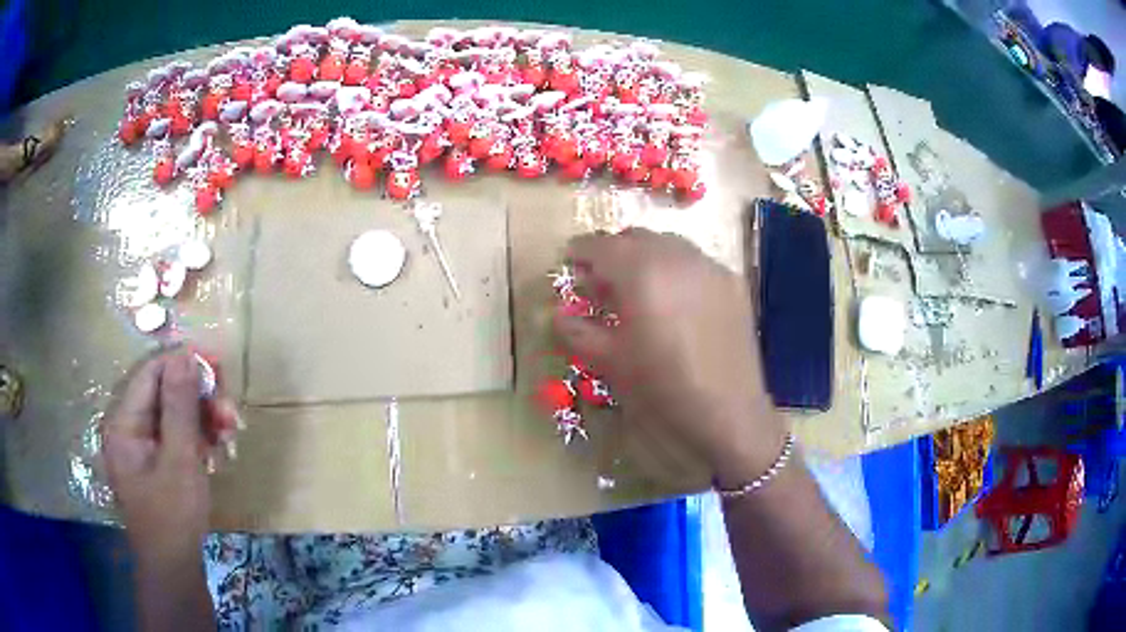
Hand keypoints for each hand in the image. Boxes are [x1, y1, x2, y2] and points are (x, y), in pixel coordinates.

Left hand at [102, 351, 211, 561]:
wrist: (175, 569)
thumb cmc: (173, 518)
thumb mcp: (180, 462)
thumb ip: (180, 407)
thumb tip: (186, 355)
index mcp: (123, 424)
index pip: (150, 374)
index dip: (182, 364)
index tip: (217, 366)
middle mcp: (128, 427)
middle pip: (163, 391)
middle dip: (198, 397)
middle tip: (229, 411)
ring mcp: (140, 444)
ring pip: (172, 412)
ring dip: (202, 417)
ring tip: (229, 432)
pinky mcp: (154, 459)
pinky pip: (175, 433)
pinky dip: (197, 436)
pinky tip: (217, 446)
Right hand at [554, 229, 785, 484]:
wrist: (728, 413)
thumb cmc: (661, 388)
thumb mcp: (610, 362)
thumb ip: (578, 331)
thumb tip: (558, 314)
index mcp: (642, 272)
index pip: (602, 246)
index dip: (581, 251)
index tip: (569, 261)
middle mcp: (678, 256)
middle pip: (637, 238)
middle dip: (614, 252)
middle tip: (600, 280)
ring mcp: (710, 267)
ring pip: (669, 245)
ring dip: (646, 257)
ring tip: (637, 290)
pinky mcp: (733, 284)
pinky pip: (696, 263)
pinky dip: (676, 270)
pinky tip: (674, 302)